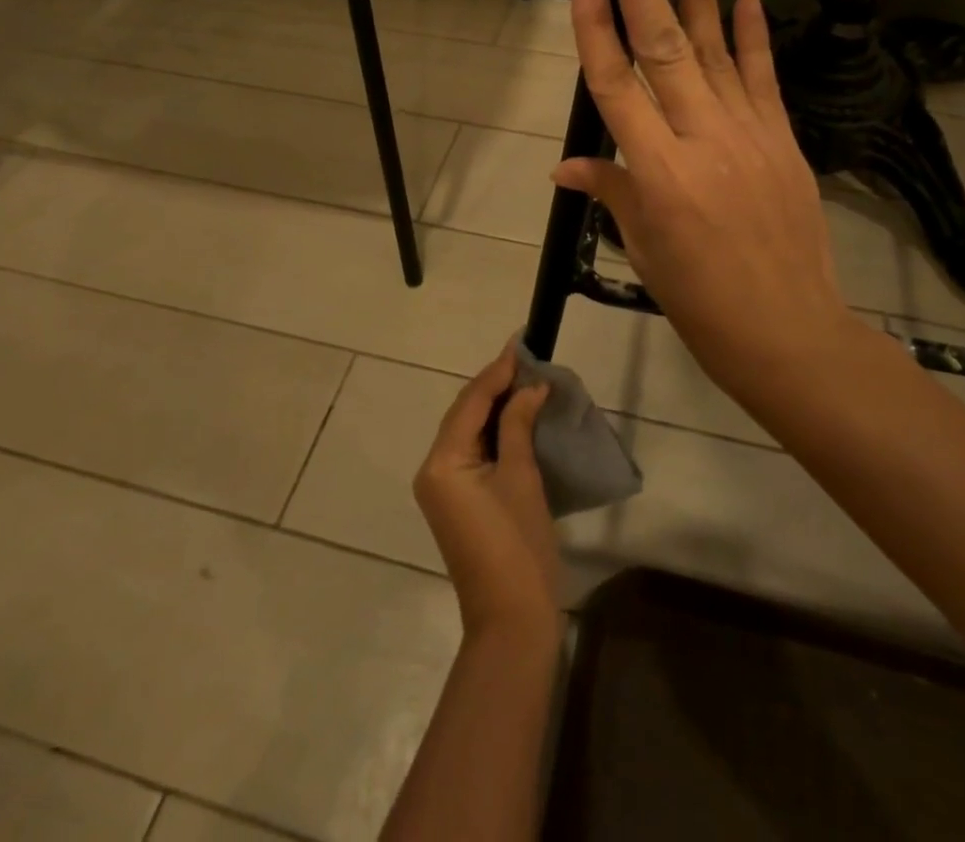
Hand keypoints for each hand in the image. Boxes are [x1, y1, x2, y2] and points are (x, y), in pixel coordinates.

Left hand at [413, 341, 560, 642]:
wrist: (512, 621)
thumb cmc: (518, 545)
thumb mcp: (521, 477)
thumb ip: (519, 425)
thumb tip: (531, 387)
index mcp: (442, 462)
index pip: (470, 401)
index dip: (497, 371)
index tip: (521, 343)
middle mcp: (433, 469)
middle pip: (464, 413)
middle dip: (495, 385)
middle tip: (527, 358)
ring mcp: (443, 487)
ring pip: (468, 431)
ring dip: (495, 406)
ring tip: (525, 378)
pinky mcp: (457, 501)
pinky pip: (473, 451)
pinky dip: (495, 431)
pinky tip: (517, 416)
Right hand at [552, 0, 869, 409]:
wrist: (789, 333)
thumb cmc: (701, 302)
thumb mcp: (644, 251)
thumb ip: (612, 192)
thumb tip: (568, 166)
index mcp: (657, 171)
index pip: (615, 82)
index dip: (596, 23)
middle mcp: (701, 139)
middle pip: (663, 45)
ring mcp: (749, 134)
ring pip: (715, 49)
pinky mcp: (783, 141)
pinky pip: (763, 79)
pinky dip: (752, 37)